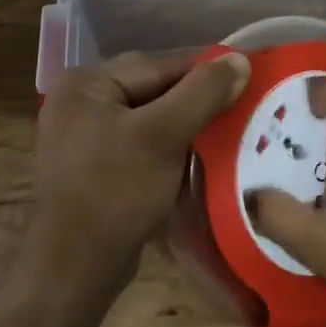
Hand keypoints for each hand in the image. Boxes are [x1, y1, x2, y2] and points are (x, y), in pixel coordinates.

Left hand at [32, 50, 250, 282]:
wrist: (76, 267)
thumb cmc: (116, 192)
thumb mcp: (164, 135)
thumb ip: (202, 92)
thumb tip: (239, 59)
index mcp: (87, 83)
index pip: (159, 64)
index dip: (207, 68)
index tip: (249, 72)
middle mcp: (81, 100)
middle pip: (155, 87)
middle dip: (198, 96)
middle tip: (243, 101)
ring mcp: (86, 133)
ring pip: (152, 114)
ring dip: (188, 120)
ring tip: (229, 126)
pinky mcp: (97, 163)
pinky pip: (143, 139)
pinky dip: (171, 142)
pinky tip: (199, 151)